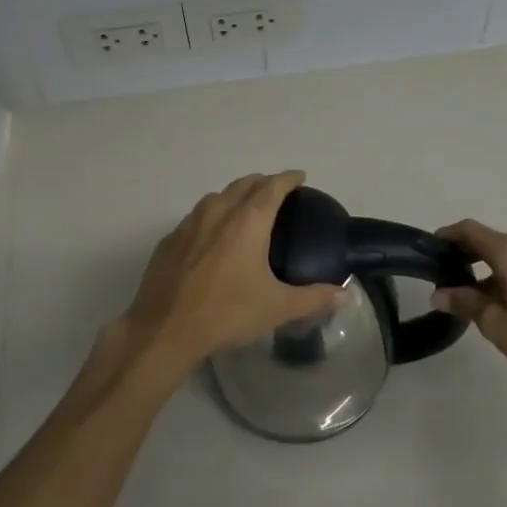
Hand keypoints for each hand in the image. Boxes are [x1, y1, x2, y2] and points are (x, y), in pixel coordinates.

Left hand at [106, 172, 343, 393]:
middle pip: (244, 184)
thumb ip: (313, 298)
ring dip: (235, 196)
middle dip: (263, 182)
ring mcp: (189, 224)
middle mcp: (218, 212)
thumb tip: (342, 294)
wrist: (165, 330)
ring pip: (217, 197)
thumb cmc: (227, 313)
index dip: (288, 179)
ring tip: (246, 210)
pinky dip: (212, 217)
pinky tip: (213, 238)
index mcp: (247, 221)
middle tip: (277, 192)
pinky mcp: (169, 240)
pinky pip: (196, 217)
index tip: (299, 177)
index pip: (272, 187)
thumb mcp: (277, 308)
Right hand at [432, 219, 506, 383]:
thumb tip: (438, 295)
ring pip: (504, 253)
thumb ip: (465, 303)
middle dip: (463, 252)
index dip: (446, 236)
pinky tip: (493, 299)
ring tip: (464, 293)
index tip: (428, 250)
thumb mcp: (495, 322)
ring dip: (482, 266)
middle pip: (487, 239)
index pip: (469, 230)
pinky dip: (500, 272)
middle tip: (442, 274)